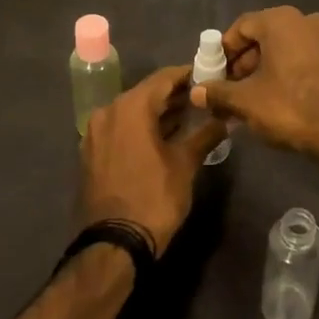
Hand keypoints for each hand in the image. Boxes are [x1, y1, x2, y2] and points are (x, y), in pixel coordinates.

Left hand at [77, 64, 228, 255]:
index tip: (210, 77)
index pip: (164, 78)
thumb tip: (226, 118)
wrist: (114, 243)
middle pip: (146, 93)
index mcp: (130, 107)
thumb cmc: (154, 197)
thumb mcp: (185, 164)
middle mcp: (108, 111)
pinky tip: (163, 137)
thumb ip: (205, 134)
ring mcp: (95, 132)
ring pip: (132, 111)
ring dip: (158, 113)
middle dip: (174, 95)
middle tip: (203, 99)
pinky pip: (120, 129)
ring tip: (189, 117)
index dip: (188, 75)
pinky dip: (141, 128)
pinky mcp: (91, 152)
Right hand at [189, 7, 318, 167]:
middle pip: (266, 37)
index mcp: (281, 20)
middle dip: (245, 63)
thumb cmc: (291, 107)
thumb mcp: (246, 102)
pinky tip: (284, 100)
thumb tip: (196, 92)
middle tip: (232, 90)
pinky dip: (291, 73)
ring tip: (255, 99)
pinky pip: (308, 60)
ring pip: (288, 49)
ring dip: (268, 70)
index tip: (215, 74)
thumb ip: (218, 92)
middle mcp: (307, 20)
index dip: (224, 51)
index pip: (241, 27)